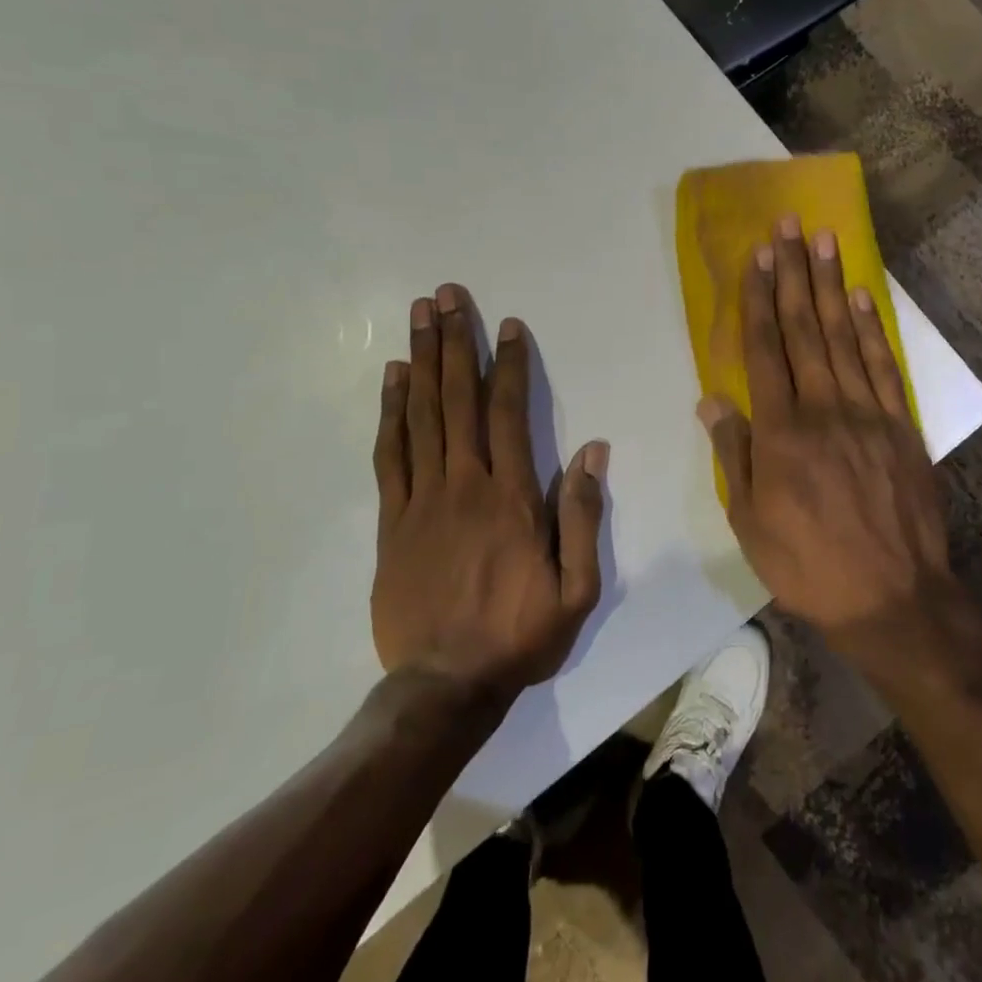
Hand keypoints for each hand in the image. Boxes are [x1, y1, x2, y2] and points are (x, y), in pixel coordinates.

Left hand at [371, 285, 607, 701]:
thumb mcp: (577, 587)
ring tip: (418, 316)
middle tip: (447, 295)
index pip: (509, 414)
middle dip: (454, 342)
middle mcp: (464, 485)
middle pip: (458, 400)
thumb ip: (582, 515)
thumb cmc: (519, 635)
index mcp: (511, 498)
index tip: (506, 326)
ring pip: (422, 416)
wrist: (444, 686)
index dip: (508, 366)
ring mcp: (421, 500)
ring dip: (422, 361)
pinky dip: (391, 412)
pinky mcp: (391, 521)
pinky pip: (390, 455)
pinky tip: (393, 379)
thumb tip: (592, 450)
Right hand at [698, 216, 954, 649]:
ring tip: (826, 242)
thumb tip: (711, 400)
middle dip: (795, 274)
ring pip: (844, 338)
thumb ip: (734, 454)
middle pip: (805, 329)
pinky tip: (861, 299)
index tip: (758, 256)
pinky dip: (871, 330)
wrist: (892, 596)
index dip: (759, 298)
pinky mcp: (902, 427)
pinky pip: (884, 367)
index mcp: (782, 431)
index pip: (765, 349)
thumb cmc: (807, 564)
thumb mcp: (749, 521)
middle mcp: (824, 408)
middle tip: (791, 226)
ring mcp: (868, 414)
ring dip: (832, 287)